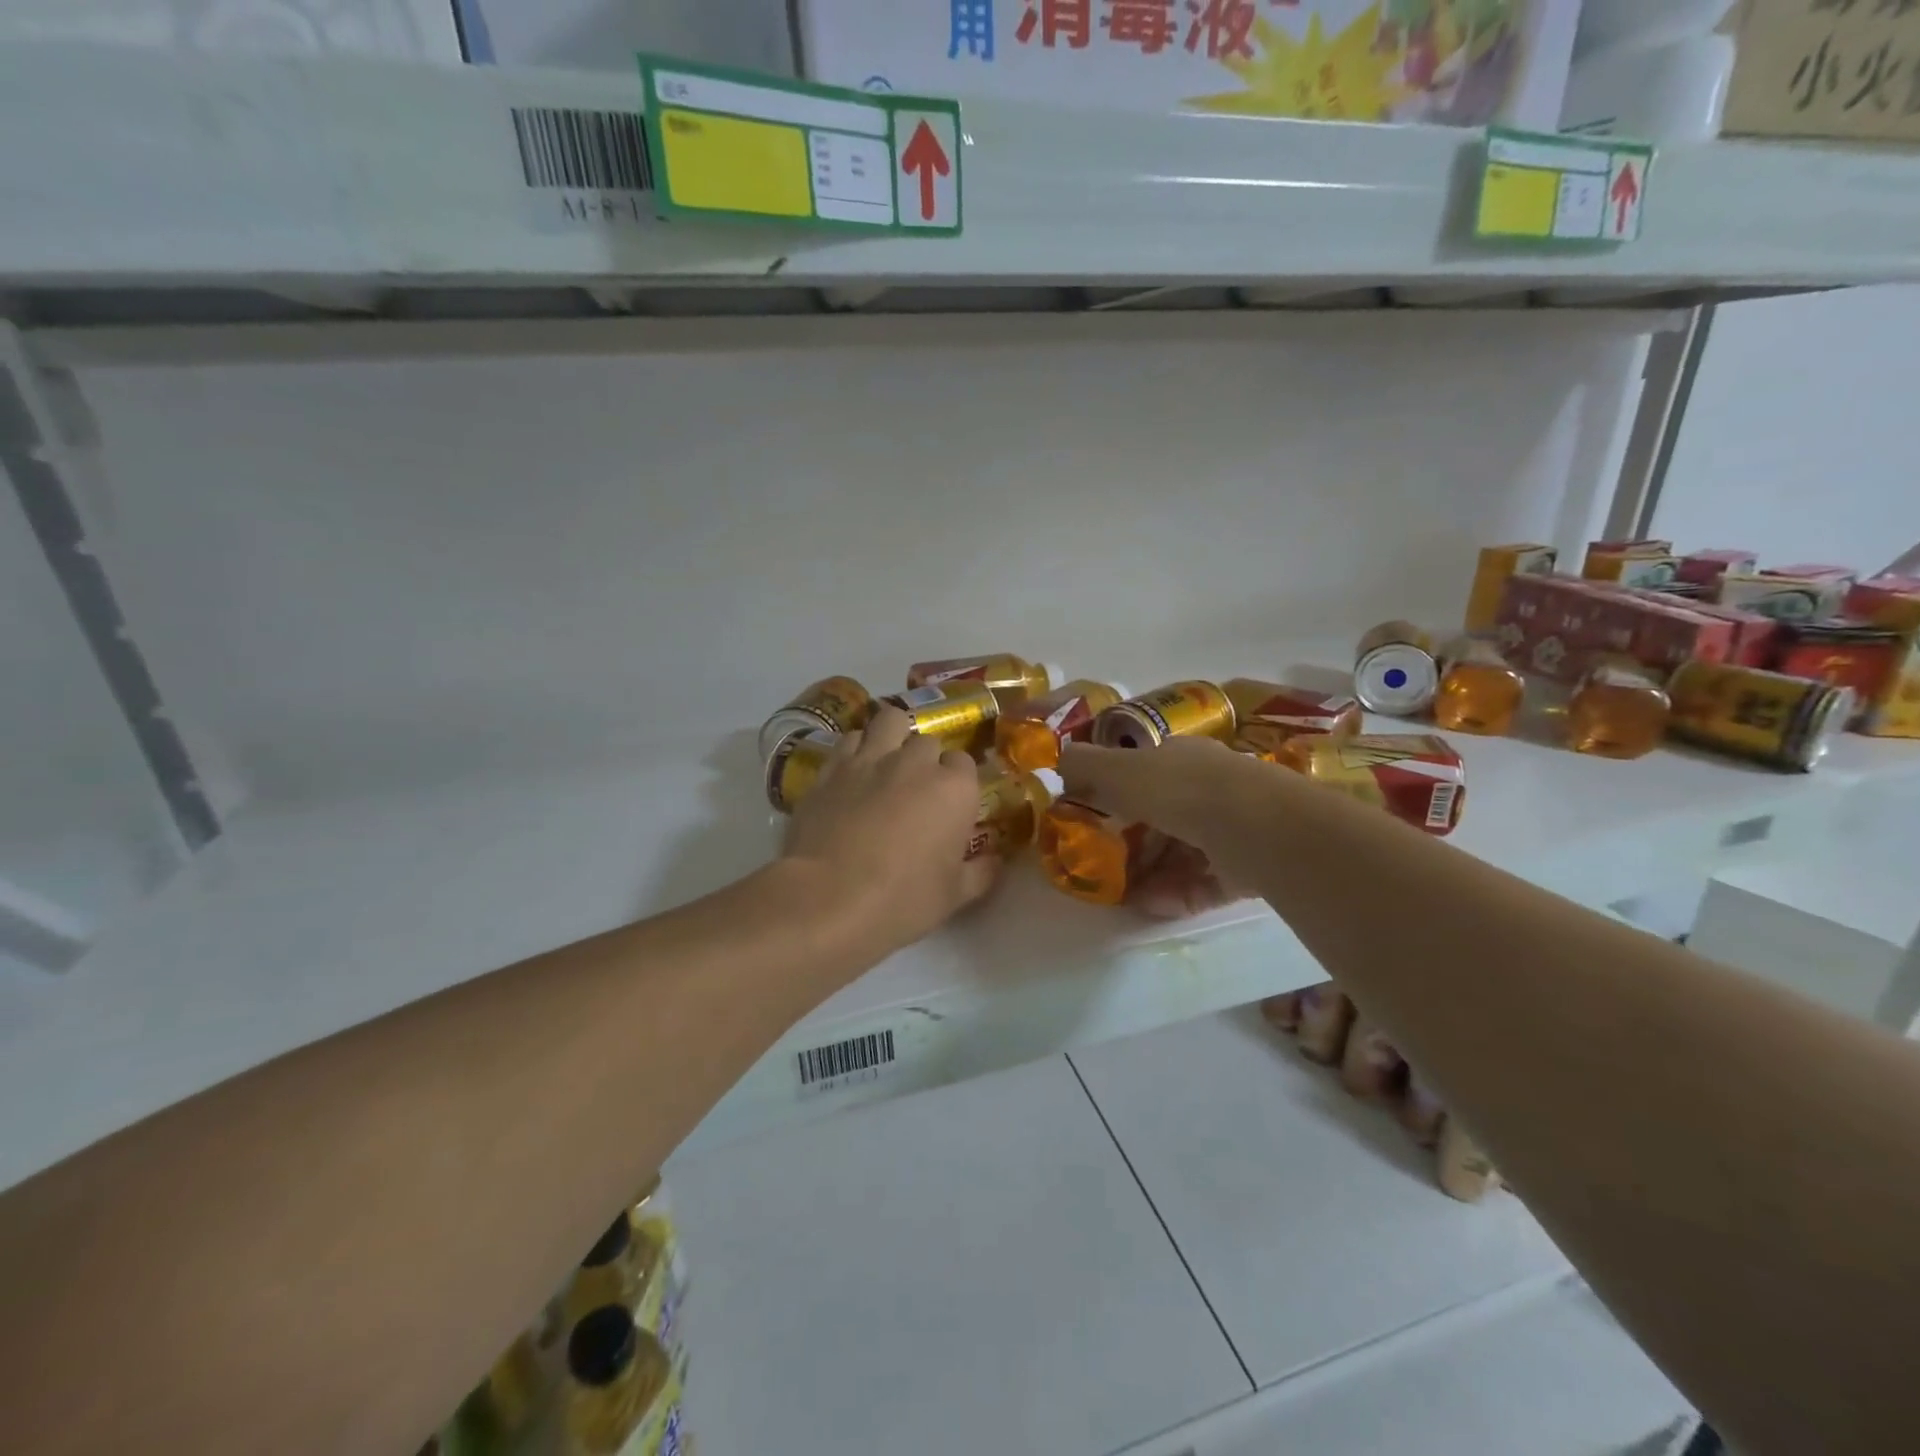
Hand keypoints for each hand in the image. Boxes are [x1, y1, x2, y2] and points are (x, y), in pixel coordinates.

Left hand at [782, 707, 998, 960]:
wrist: (827, 899)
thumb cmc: (902, 900)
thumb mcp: (954, 897)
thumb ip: (980, 872)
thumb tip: (995, 861)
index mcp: (954, 789)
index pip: (965, 763)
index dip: (958, 782)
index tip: (951, 804)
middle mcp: (915, 762)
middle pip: (928, 742)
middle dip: (925, 760)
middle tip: (917, 789)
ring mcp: (870, 759)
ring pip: (889, 721)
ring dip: (893, 736)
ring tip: (887, 761)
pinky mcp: (831, 768)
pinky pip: (849, 739)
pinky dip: (855, 748)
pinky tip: (852, 771)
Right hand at [1059, 737, 1274, 919]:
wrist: (1253, 826)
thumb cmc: (1178, 789)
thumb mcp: (1118, 770)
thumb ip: (1085, 765)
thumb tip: (1060, 759)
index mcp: (1182, 757)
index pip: (1145, 770)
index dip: (1117, 791)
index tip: (1093, 818)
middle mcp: (1210, 786)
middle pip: (1164, 815)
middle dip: (1134, 841)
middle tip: (1105, 864)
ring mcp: (1233, 826)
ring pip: (1185, 852)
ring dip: (1152, 874)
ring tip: (1125, 895)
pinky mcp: (1250, 866)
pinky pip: (1206, 882)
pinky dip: (1178, 894)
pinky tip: (1153, 906)